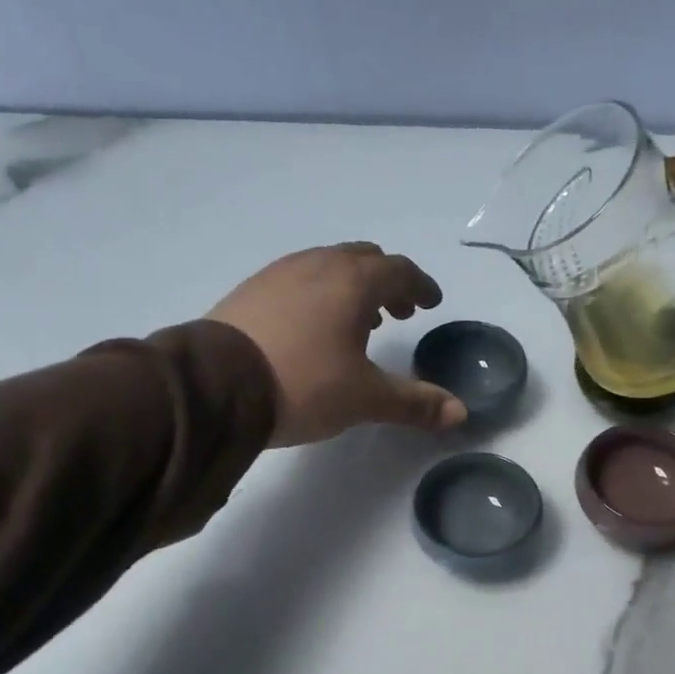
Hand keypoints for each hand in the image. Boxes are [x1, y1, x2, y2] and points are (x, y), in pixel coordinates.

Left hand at [208, 243, 467, 446]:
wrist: (215, 386)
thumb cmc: (303, 384)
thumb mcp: (365, 398)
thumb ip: (415, 403)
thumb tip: (460, 413)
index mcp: (352, 282)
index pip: (399, 270)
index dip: (420, 285)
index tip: (430, 302)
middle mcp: (317, 265)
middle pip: (363, 259)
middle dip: (387, 282)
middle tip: (399, 309)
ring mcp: (278, 274)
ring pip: (328, 267)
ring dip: (352, 287)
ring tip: (360, 321)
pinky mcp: (250, 291)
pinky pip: (298, 280)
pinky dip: (319, 294)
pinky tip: (313, 327)